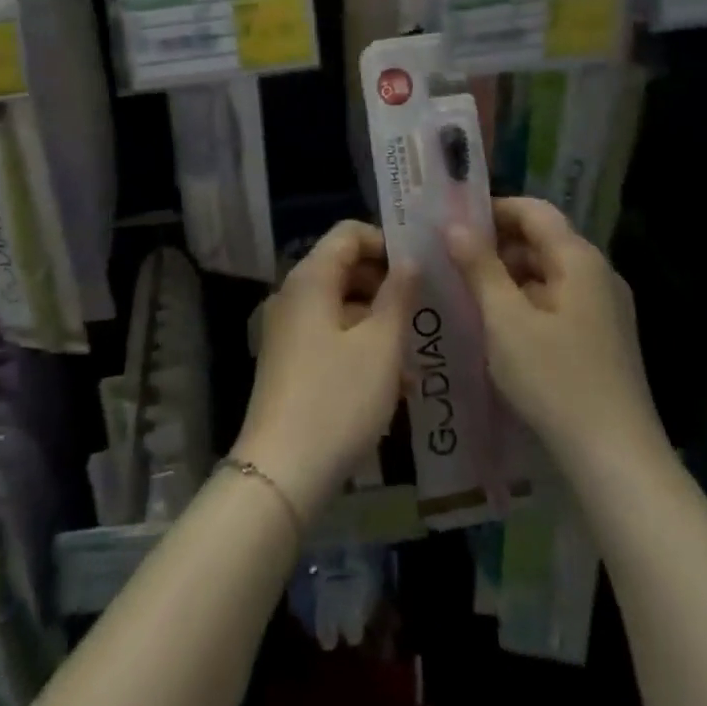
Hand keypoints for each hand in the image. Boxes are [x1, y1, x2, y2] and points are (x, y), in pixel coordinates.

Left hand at [232, 220, 418, 524]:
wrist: (281, 472)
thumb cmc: (337, 399)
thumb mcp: (381, 346)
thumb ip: (398, 296)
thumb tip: (409, 260)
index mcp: (311, 278)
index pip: (349, 233)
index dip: (385, 242)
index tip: (420, 270)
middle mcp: (294, 294)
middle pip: (344, 267)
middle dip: (386, 284)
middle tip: (425, 311)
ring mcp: (288, 328)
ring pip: (340, 305)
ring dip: (378, 320)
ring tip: (416, 354)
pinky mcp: (289, 359)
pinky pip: (330, 334)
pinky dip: (360, 344)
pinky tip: (393, 382)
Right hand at [448, 198, 667, 474]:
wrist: (618, 461)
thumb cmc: (556, 380)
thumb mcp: (505, 320)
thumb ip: (479, 267)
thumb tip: (454, 225)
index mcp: (579, 260)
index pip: (533, 211)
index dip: (493, 210)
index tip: (453, 223)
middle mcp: (598, 275)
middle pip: (542, 241)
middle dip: (496, 246)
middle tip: (451, 261)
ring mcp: (605, 309)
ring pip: (548, 274)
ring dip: (508, 277)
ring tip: (466, 294)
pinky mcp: (603, 340)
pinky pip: (558, 303)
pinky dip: (526, 303)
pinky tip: (498, 328)